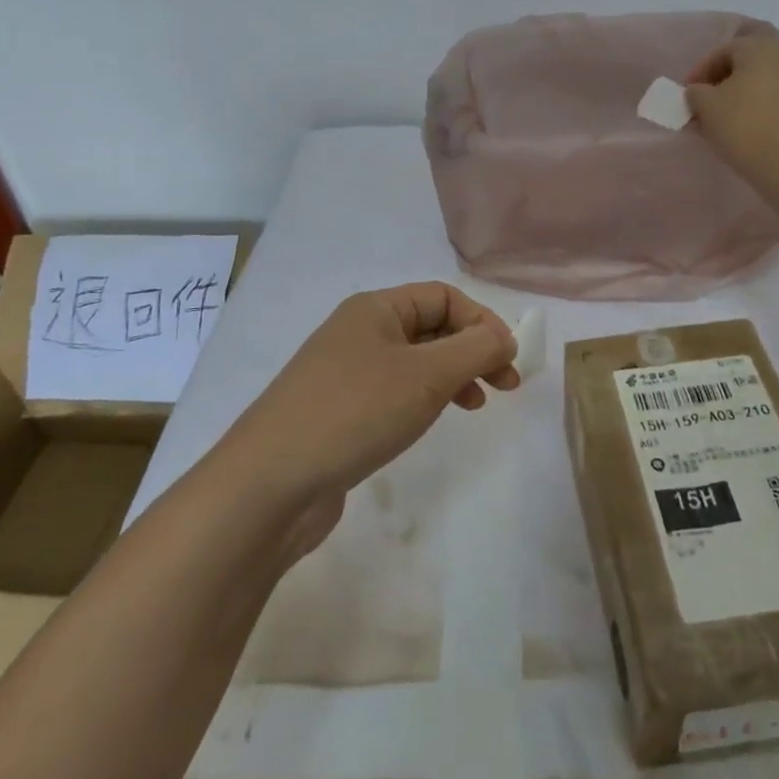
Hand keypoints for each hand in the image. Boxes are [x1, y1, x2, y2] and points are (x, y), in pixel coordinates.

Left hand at [225, 284, 518, 518]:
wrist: (270, 482)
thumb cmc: (355, 412)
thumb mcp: (426, 375)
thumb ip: (474, 350)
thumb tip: (504, 339)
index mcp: (374, 308)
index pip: (443, 296)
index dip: (482, 321)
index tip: (508, 359)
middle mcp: (358, 331)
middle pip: (430, 326)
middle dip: (472, 350)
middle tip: (506, 387)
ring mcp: (345, 372)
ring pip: (414, 361)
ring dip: (451, 375)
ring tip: (476, 405)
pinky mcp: (339, 410)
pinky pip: (393, 391)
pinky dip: (423, 399)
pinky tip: (431, 421)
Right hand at [685, 28, 778, 197]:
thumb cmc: (746, 126)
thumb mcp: (706, 107)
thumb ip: (697, 92)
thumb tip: (700, 91)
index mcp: (762, 46)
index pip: (724, 49)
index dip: (702, 70)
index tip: (688, 94)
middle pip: (755, 56)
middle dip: (732, 73)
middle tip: (714, 96)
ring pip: (774, 77)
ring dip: (754, 90)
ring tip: (735, 115)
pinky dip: (771, 106)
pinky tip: (759, 127)